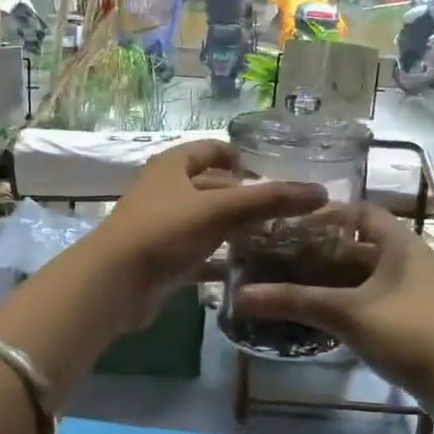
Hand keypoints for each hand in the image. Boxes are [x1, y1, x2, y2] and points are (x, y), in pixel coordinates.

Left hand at [81, 141, 327, 330]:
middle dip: (246, 197)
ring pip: (207, 221)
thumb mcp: (220, 210)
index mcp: (174, 165)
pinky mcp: (163, 259)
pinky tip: (248, 269)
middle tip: (285, 213)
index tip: (276, 175)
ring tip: (276, 240)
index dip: (244, 158)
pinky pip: (199, 253)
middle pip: (213, 186)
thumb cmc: (164, 231)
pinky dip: (221, 259)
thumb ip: (269, 200)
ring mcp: (163, 226)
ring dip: (236, 229)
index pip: (214, 149)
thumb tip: (319, 192)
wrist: (114, 283)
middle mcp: (166, 190)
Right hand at [233, 201, 433, 396]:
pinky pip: (370, 296)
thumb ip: (296, 300)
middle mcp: (407, 258)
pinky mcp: (410, 316)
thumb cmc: (408, 333)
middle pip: (358, 243)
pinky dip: (345, 298)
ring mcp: (410, 290)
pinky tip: (318, 311)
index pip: (359, 211)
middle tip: (280, 254)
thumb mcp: (347, 313)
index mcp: (399, 243)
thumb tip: (241, 294)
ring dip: (331, 276)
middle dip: (320, 248)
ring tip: (290, 280)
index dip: (325, 214)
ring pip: (363, 273)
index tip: (288, 224)